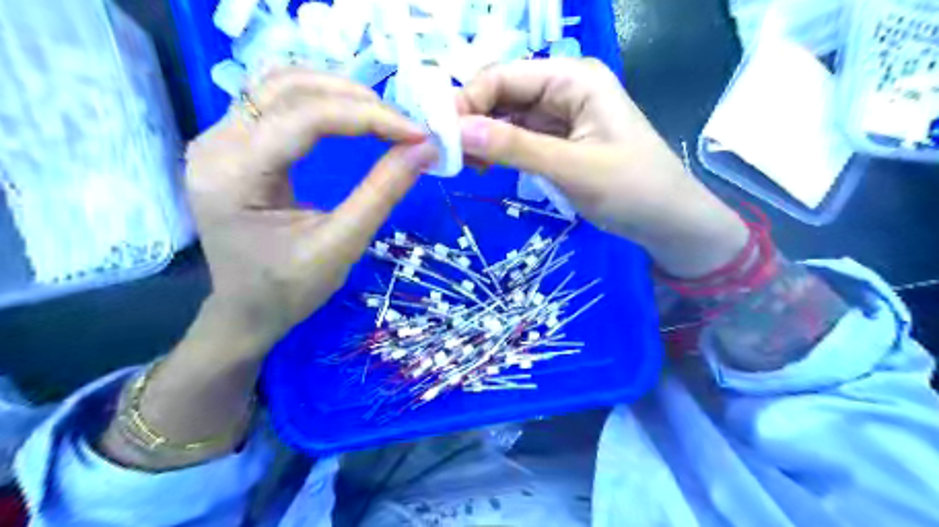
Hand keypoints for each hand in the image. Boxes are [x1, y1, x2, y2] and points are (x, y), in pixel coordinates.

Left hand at [185, 65, 438, 357]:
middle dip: (355, 99)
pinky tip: (349, 115)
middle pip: (289, 88)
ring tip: (383, 117)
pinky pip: (277, 101)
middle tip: (403, 125)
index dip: (367, 117)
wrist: (246, 310)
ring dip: (338, 92)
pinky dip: (320, 100)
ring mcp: (219, 138)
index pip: (304, 118)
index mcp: (234, 175)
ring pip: (281, 84)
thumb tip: (425, 149)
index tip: (417, 133)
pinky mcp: (232, 143)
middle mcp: (216, 143)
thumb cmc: (289, 288)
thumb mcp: (341, 245)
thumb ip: (382, 192)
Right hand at [455, 58, 749, 277]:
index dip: (467, 101)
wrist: (669, 222)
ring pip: (506, 118)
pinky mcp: (559, 141)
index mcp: (573, 79)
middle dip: (472, 122)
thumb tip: (457, 131)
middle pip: (502, 95)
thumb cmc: (633, 190)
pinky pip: (519, 138)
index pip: (503, 76)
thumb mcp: (572, 169)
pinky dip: (499, 151)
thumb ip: (516, 148)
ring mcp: (561, 116)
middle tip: (447, 157)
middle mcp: (564, 89)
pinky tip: (485, 168)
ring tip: (465, 167)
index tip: (439, 137)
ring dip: (483, 138)